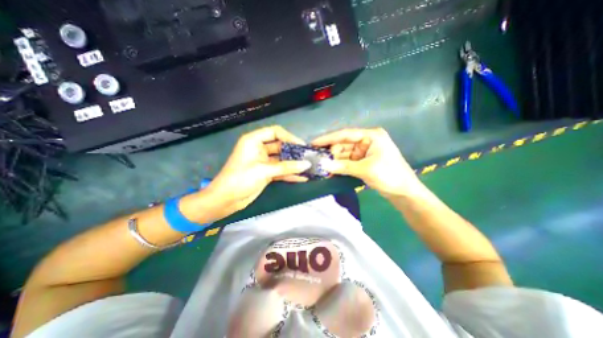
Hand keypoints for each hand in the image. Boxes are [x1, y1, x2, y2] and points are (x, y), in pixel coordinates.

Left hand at [204, 126, 312, 215]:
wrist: (226, 200)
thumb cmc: (240, 179)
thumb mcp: (263, 171)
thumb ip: (286, 167)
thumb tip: (307, 164)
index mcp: (254, 141)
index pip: (274, 132)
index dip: (289, 137)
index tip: (301, 146)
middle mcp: (259, 149)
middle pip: (280, 146)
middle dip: (294, 152)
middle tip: (308, 157)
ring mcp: (263, 162)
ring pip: (282, 159)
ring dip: (294, 164)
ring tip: (309, 167)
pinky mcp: (266, 173)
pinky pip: (281, 171)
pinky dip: (290, 174)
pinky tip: (302, 177)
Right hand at [310, 128, 422, 196]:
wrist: (404, 193)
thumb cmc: (389, 176)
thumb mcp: (365, 169)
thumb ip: (343, 166)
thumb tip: (323, 164)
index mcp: (371, 136)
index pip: (345, 134)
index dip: (328, 138)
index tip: (314, 143)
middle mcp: (366, 141)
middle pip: (343, 144)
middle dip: (331, 153)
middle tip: (318, 160)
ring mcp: (364, 152)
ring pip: (344, 154)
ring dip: (334, 161)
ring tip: (322, 167)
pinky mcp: (362, 161)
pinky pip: (347, 162)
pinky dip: (339, 166)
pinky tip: (330, 170)